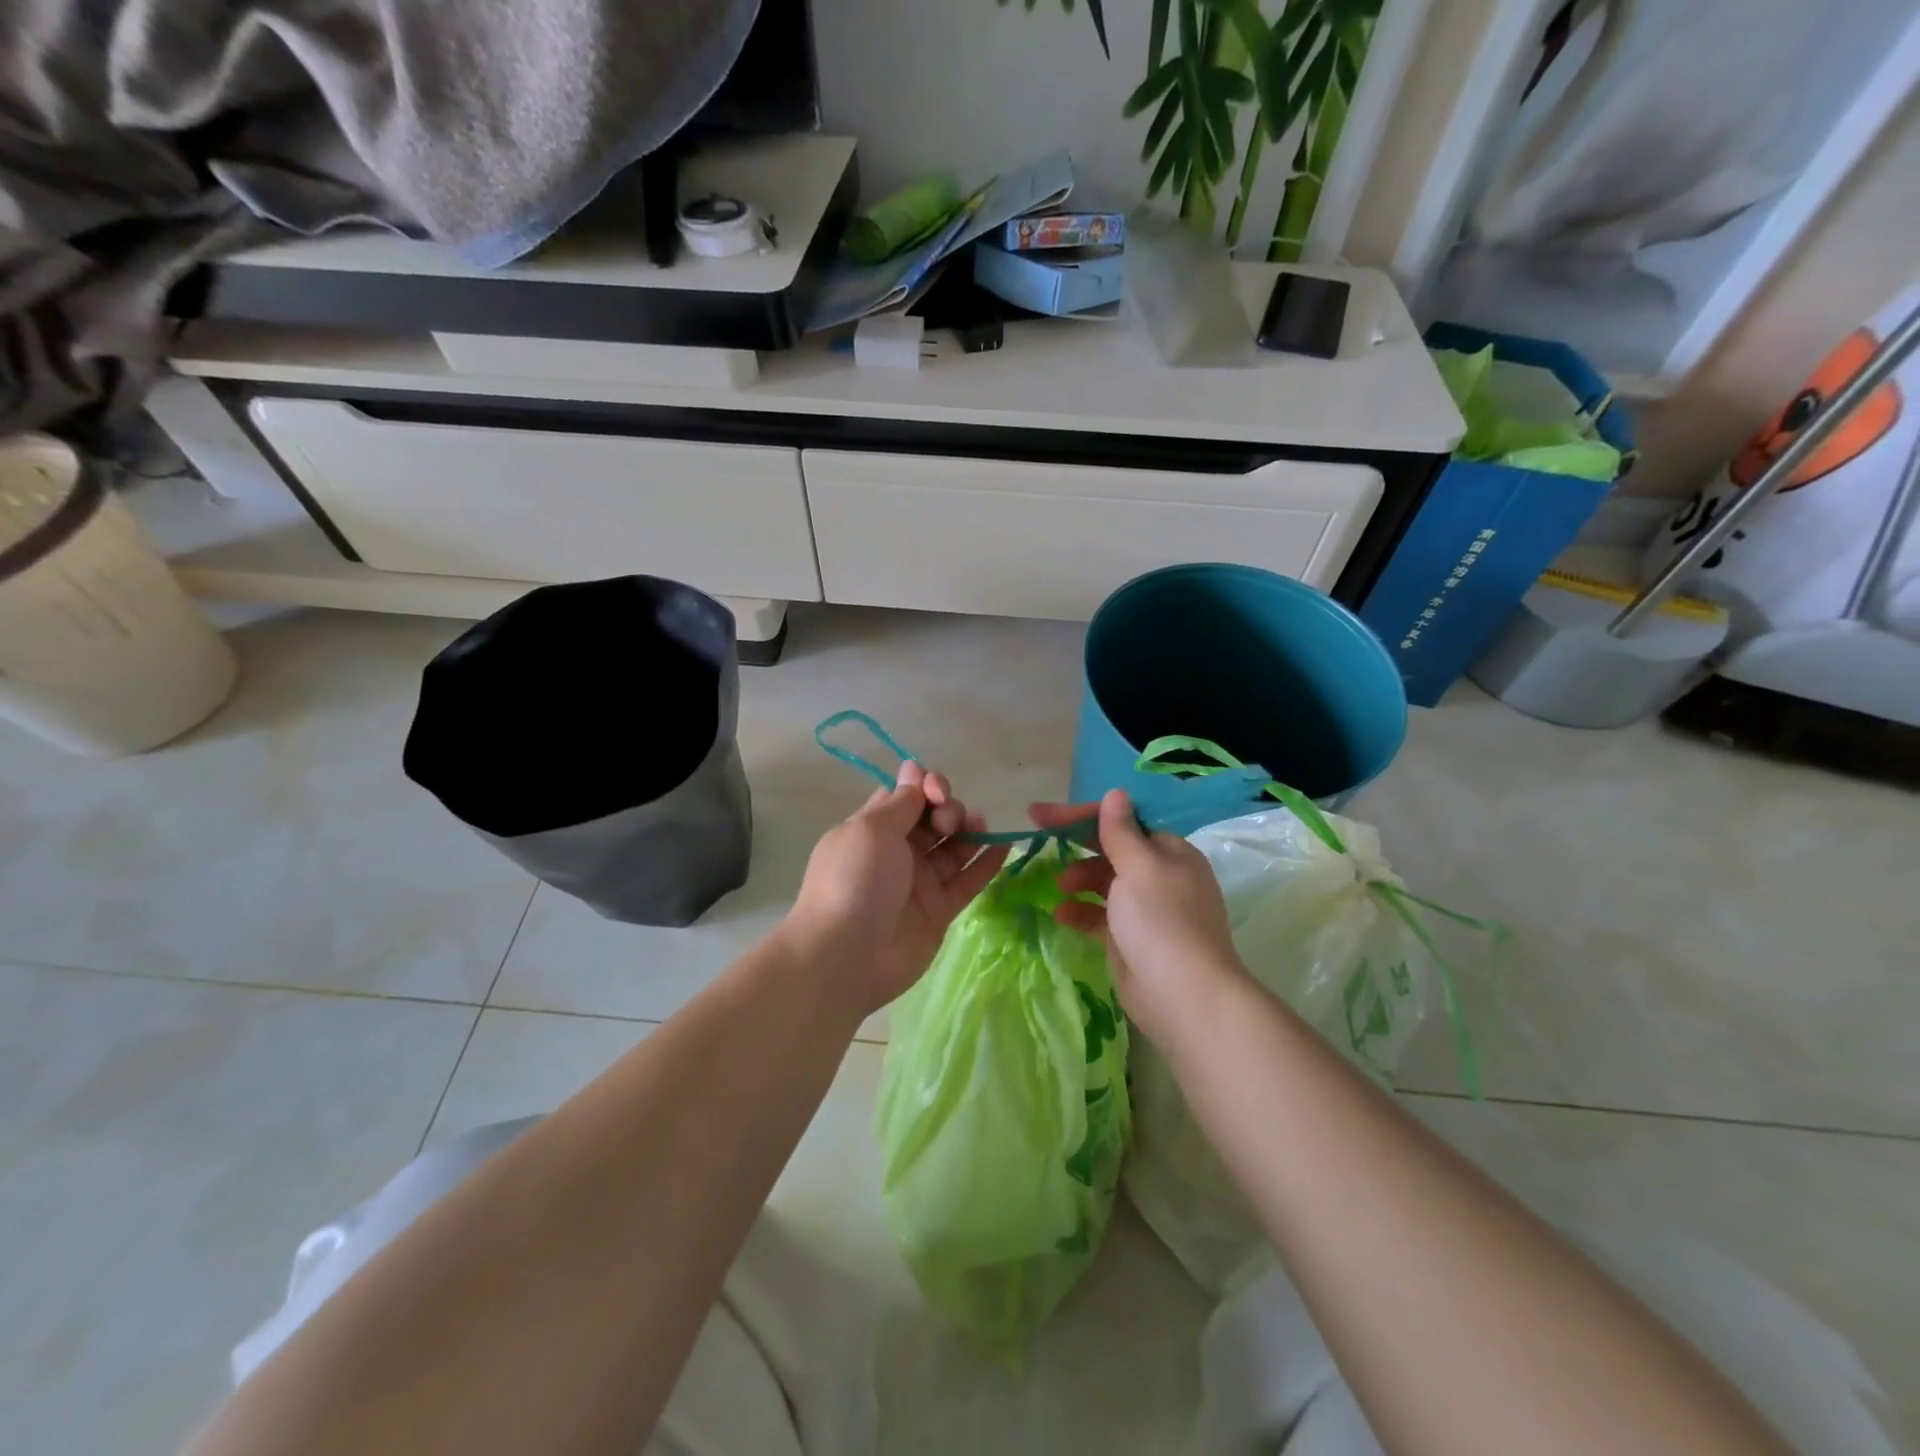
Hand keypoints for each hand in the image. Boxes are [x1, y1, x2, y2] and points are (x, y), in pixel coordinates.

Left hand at [787, 761, 1008, 1013]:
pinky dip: (986, 863)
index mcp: (873, 829)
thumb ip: (901, 801)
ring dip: (969, 831)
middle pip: (933, 819)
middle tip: (948, 821)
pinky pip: (967, 881)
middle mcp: (897, 852)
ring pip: (953, 848)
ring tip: (979, 827)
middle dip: (948, 809)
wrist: (846, 956)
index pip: (906, 796)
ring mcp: (919, 883)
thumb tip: (913, 768)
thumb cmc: (854, 881)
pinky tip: (1003, 845)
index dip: (925, 787)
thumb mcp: (872, 829)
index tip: (936, 790)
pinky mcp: (939, 910)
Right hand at [1030, 790, 1245, 1047]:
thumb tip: (1115, 793)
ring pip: (1105, 882)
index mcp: (1169, 852)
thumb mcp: (1139, 868)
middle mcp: (1160, 876)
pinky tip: (1061, 914)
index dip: (1081, 815)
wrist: (1184, 997)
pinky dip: (1081, 911)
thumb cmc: (1161, 921)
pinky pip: (1101, 915)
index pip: (1122, 822)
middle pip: (1112, 849)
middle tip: (1039, 841)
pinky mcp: (1131, 939)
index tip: (1040, 814)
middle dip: (1078, 845)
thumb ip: (1120, 832)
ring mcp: (1146, 910)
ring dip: (1079, 878)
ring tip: (1059, 886)